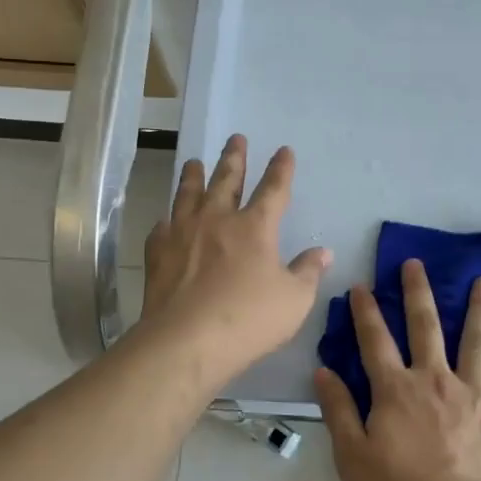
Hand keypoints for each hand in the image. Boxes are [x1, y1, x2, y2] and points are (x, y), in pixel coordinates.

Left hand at [139, 134, 331, 392]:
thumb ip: (308, 272)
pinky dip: (167, 219)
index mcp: (255, 227)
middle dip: (234, 158)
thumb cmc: (248, 320)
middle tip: (235, 138)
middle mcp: (217, 220)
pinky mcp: (158, 254)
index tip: (284, 150)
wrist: (186, 342)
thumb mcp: (294, 300)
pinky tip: (166, 220)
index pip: (273, 189)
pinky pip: (162, 227)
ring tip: (194, 162)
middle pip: (226, 179)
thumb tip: (322, 252)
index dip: (281, 169)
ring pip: (188, 194)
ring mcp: (183, 233)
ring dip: (193, 176)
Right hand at [314, 259, 480, 480]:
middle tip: (416, 263)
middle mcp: (434, 379)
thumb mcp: (352, 457)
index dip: (366, 311)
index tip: (362, 285)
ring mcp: (473, 393)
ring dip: (478, 307)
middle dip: (417, 292)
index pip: (375, 341)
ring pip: (476, 340)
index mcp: (395, 390)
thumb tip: (322, 371)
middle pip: (425, 326)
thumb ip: (338, 411)